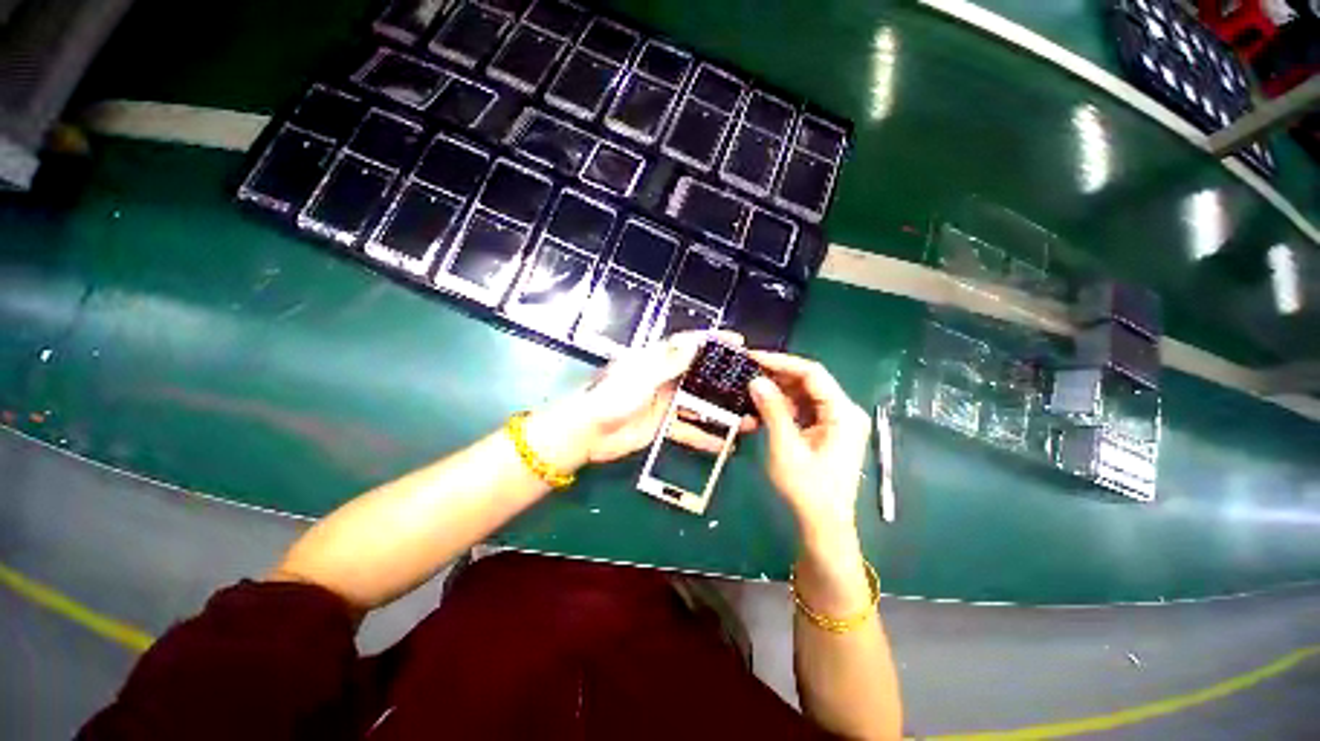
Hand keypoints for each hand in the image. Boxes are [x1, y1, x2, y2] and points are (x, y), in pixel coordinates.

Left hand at [566, 331, 755, 463]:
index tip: (738, 343)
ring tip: (747, 418)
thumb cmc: (612, 398)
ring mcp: (664, 402)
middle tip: (751, 383)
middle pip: (699, 374)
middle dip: (724, 378)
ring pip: (699, 404)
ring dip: (720, 411)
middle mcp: (664, 377)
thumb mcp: (642, 376)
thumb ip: (670, 361)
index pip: (689, 344)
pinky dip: (704, 436)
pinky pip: (688, 428)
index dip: (713, 341)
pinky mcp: (662, 424)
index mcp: (657, 359)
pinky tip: (724, 444)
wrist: (588, 434)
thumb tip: (696, 341)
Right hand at [747, 352, 870, 548]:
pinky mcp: (827, 430)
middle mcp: (844, 411)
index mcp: (842, 413)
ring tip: (750, 392)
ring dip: (777, 393)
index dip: (781, 362)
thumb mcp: (785, 447)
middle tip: (747, 372)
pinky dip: (782, 408)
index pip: (812, 373)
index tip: (753, 357)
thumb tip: (756, 380)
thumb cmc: (807, 488)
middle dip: (777, 376)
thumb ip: (772, 410)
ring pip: (804, 394)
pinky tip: (762, 410)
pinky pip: (803, 409)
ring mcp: (837, 421)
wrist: (823, 524)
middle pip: (809, 382)